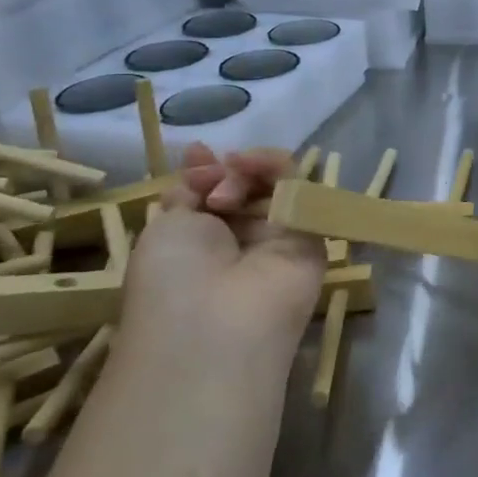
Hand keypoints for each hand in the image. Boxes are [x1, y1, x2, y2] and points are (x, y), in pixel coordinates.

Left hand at [124, 144, 325, 350]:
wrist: (218, 321)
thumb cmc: (173, 279)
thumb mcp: (166, 224)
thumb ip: (190, 187)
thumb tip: (203, 155)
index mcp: (201, 242)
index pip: (213, 193)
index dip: (207, 170)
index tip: (198, 156)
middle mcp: (241, 239)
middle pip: (246, 184)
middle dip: (227, 171)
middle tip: (212, 180)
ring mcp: (278, 236)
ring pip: (275, 183)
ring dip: (250, 168)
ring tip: (232, 175)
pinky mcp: (311, 232)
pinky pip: (300, 189)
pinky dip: (277, 168)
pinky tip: (253, 165)